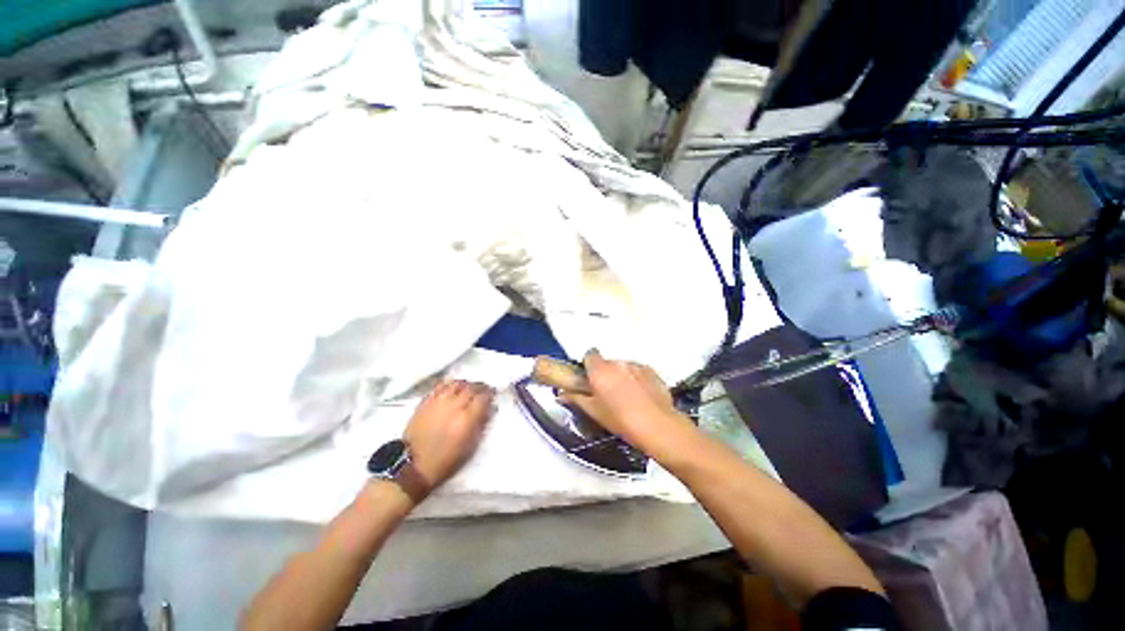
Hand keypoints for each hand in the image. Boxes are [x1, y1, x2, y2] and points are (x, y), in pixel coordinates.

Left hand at [404, 380, 495, 492]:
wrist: (413, 466)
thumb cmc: (446, 460)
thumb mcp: (470, 447)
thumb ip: (481, 424)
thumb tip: (490, 409)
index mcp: (467, 419)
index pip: (483, 397)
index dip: (490, 394)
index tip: (493, 395)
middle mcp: (454, 406)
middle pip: (471, 387)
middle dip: (480, 387)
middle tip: (484, 390)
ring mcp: (438, 402)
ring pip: (456, 383)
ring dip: (465, 384)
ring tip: (468, 387)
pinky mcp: (425, 402)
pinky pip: (439, 386)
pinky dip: (449, 385)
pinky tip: (451, 388)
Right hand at [558, 350, 691, 454]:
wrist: (658, 426)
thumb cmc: (621, 420)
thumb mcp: (594, 412)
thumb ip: (576, 398)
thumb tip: (562, 394)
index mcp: (600, 370)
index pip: (590, 355)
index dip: (589, 365)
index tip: (590, 379)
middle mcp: (617, 363)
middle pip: (607, 362)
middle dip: (605, 374)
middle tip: (607, 393)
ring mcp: (636, 365)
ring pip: (623, 367)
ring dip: (621, 376)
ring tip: (627, 398)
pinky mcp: (651, 371)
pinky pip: (638, 371)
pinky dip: (636, 379)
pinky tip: (640, 397)